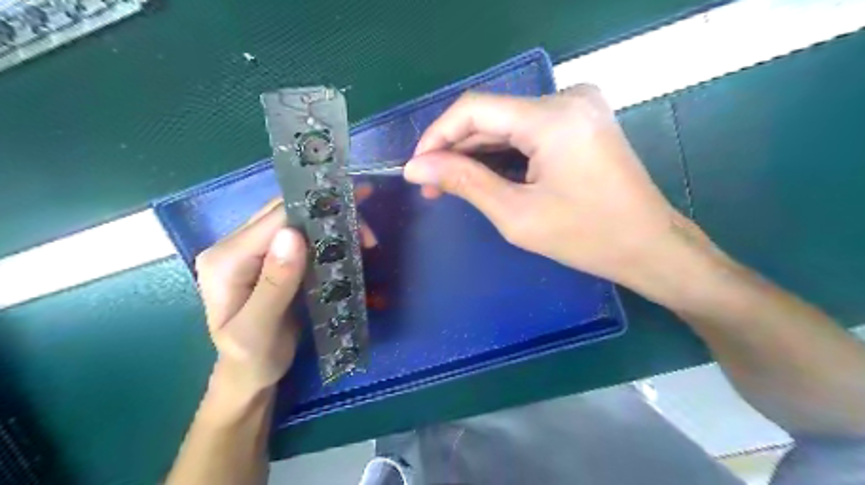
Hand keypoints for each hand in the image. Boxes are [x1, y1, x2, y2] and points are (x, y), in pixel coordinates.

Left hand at [196, 188, 378, 394]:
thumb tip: (293, 234)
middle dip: (330, 216)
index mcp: (226, 259)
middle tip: (368, 235)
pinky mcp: (270, 257)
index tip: (358, 224)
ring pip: (296, 220)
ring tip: (364, 239)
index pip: (276, 219)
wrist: (249, 374)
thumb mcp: (259, 330)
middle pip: (286, 212)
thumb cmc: (252, 359)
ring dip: (332, 225)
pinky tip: (348, 243)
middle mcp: (234, 246)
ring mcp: (252, 250)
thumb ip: (274, 284)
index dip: (317, 214)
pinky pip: (301, 235)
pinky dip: (327, 237)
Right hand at [402, 84, 694, 292]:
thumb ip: (464, 181)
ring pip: (507, 124)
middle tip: (431, 184)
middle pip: (491, 116)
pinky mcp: (581, 120)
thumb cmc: (586, 237)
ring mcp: (578, 107)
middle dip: (456, 150)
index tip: (417, 167)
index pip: (474, 109)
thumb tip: (416, 167)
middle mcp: (567, 98)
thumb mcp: (517, 214)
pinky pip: (527, 130)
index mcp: (552, 118)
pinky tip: (484, 176)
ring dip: (476, 153)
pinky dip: (502, 153)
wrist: (649, 246)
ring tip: (450, 185)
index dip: (438, 135)